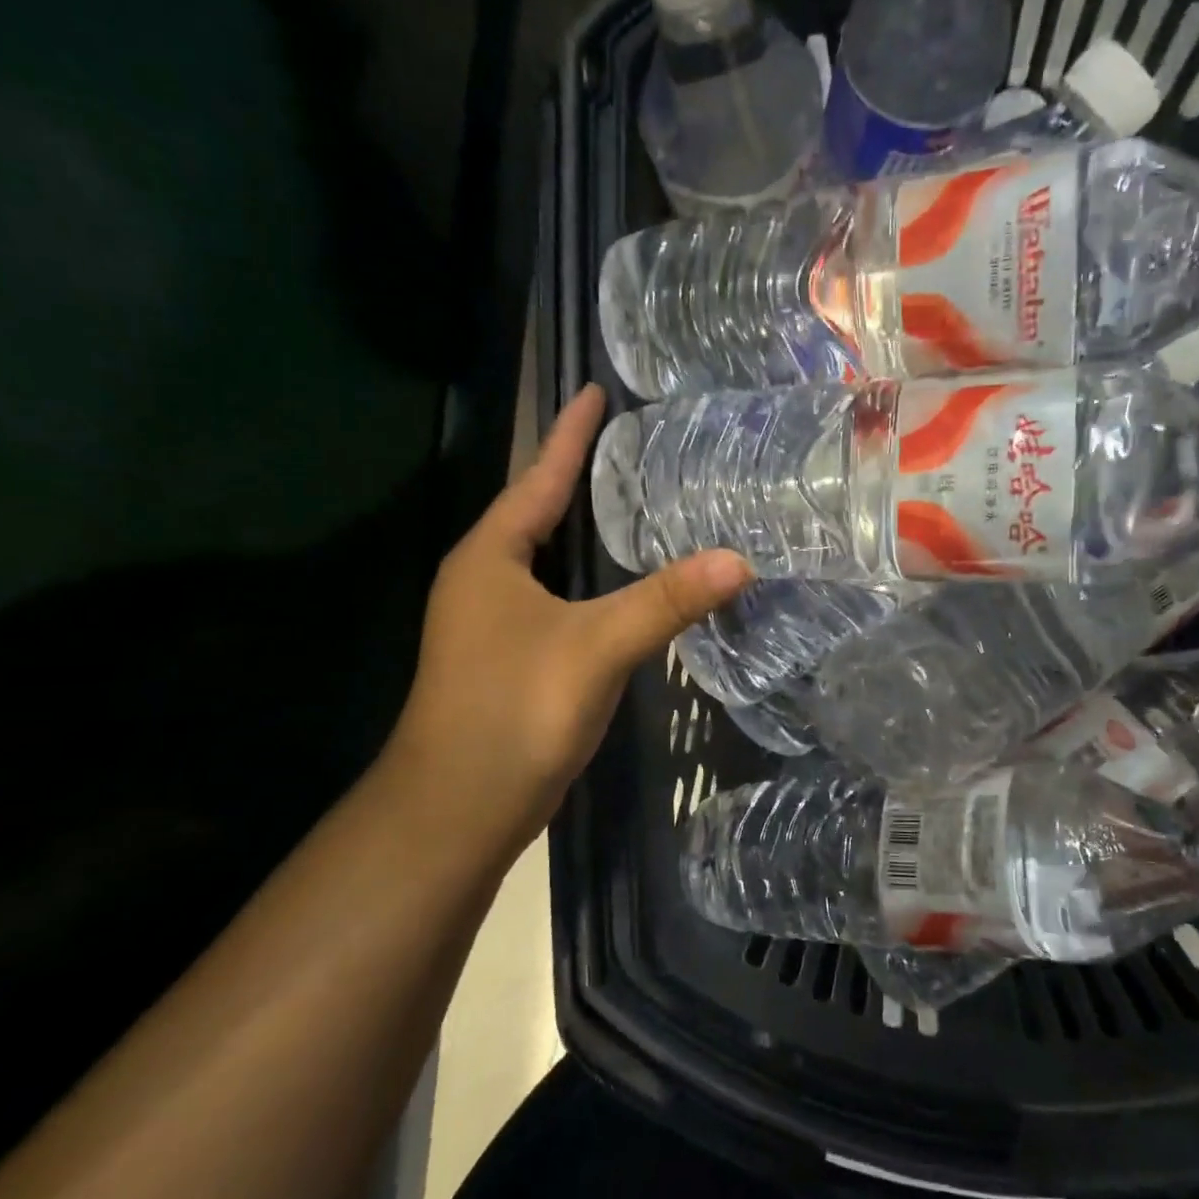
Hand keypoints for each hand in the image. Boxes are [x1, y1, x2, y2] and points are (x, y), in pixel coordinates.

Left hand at [377, 385, 749, 853]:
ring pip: (547, 560)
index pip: (539, 477)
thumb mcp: (596, 646)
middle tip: (630, 446)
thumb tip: (741, 559)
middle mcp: (485, 580)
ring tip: (631, 504)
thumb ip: (665, 600)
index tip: (595, 390)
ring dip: (584, 531)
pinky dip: (588, 582)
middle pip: (538, 512)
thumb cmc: (515, 709)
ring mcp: (493, 623)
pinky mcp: (510, 659)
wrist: (458, 808)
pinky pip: (556, 600)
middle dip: (579, 477)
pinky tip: (620, 588)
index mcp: (491, 557)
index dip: (570, 434)